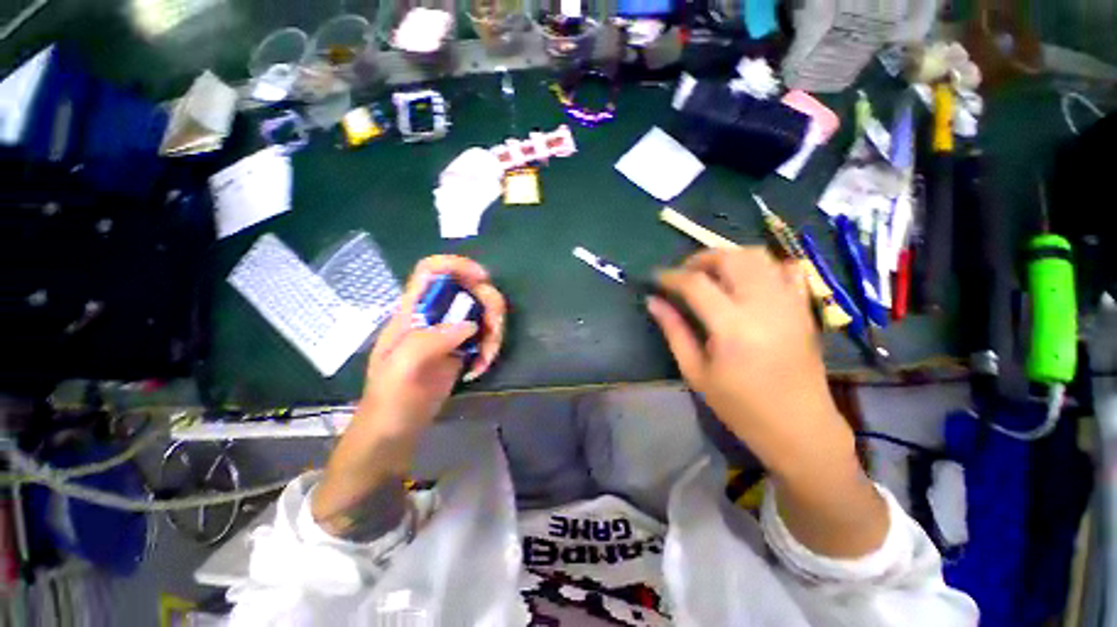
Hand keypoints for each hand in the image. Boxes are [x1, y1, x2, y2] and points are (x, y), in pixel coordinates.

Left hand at [312, 256, 505, 536]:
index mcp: (412, 312)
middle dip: (489, 305)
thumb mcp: (401, 370)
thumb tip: (469, 325)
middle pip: (469, 289)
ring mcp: (449, 332)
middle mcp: (433, 315)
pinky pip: (486, 335)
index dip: (457, 265)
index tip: (482, 279)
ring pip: (483, 312)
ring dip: (494, 332)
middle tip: (494, 330)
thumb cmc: (389, 400)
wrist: (395, 429)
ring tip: (486, 359)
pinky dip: (491, 348)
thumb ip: (429, 341)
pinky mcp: (462, 348)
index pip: (431, 270)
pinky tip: (480, 367)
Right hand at [647, 247, 885, 556]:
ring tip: (711, 275)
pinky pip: (785, 269)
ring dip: (728, 258)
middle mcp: (764, 306)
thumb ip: (673, 330)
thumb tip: (653, 302)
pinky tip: (746, 281)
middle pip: (730, 258)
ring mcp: (789, 303)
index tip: (655, 278)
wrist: (800, 428)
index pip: (695, 283)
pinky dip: (761, 265)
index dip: (670, 276)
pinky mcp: (803, 307)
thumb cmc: (740, 407)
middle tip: (683, 275)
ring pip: (758, 256)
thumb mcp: (696, 371)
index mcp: (732, 327)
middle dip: (700, 259)